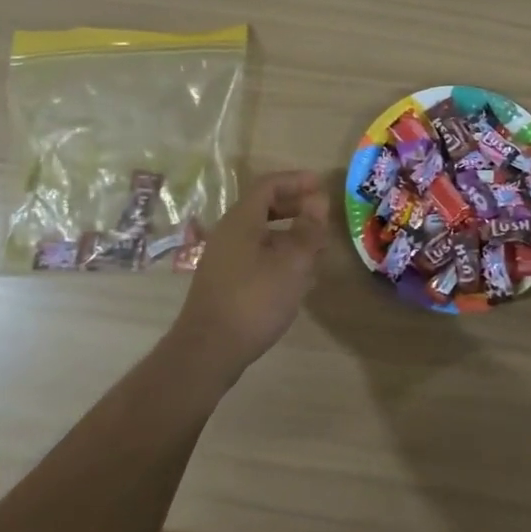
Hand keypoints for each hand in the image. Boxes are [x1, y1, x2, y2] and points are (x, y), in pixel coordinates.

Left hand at [167, 171, 328, 382]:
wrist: (208, 351)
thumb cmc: (254, 299)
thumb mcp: (292, 263)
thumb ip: (308, 230)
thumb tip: (318, 202)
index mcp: (242, 220)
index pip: (269, 185)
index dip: (297, 181)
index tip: (321, 185)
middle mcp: (229, 233)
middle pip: (264, 207)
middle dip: (295, 207)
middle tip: (322, 214)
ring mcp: (224, 259)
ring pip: (262, 234)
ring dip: (290, 234)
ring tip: (317, 247)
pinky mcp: (225, 282)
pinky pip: (256, 255)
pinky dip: (280, 255)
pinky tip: (298, 277)